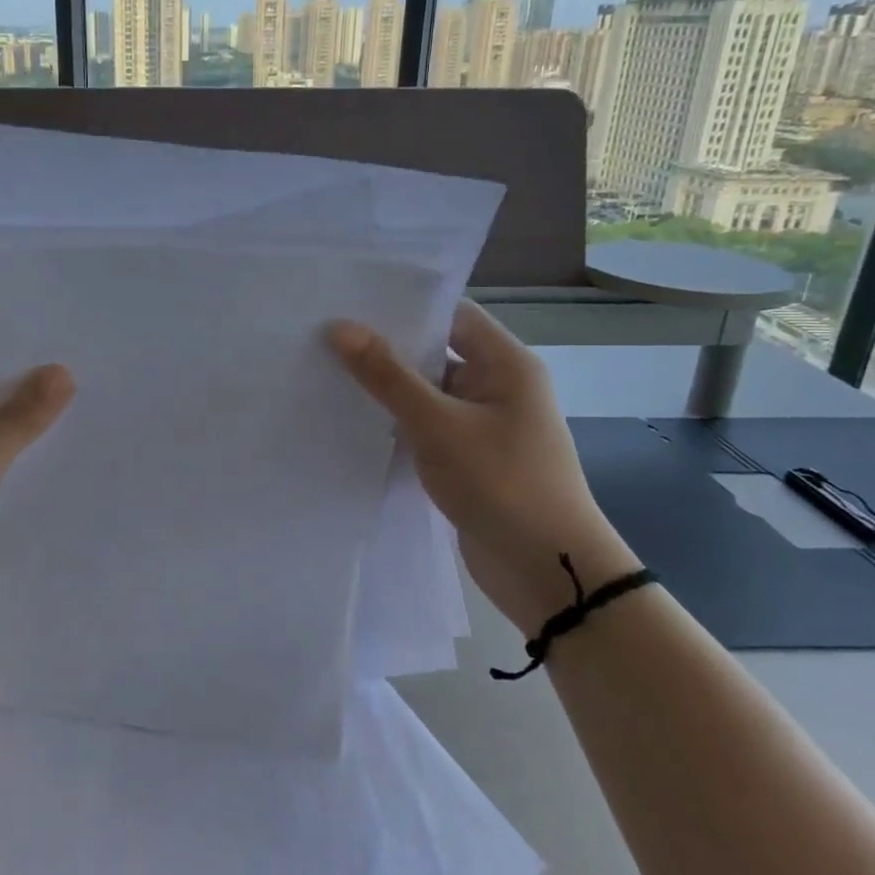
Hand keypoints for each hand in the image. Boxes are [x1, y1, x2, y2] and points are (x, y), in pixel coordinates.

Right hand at [328, 301, 630, 631]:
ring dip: (389, 389)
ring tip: (329, 373)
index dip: (404, 306)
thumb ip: (388, 375)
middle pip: (437, 352)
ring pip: (429, 393)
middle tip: (326, 337)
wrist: (547, 571)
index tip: (350, 302)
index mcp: (506, 363)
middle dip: (387, 348)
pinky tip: (356, 422)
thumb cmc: (500, 483)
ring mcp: (485, 425)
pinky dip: (399, 424)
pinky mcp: (471, 459)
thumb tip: (340, 327)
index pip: (452, 314)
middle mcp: (499, 386)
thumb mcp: (437, 424)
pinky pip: (430, 427)